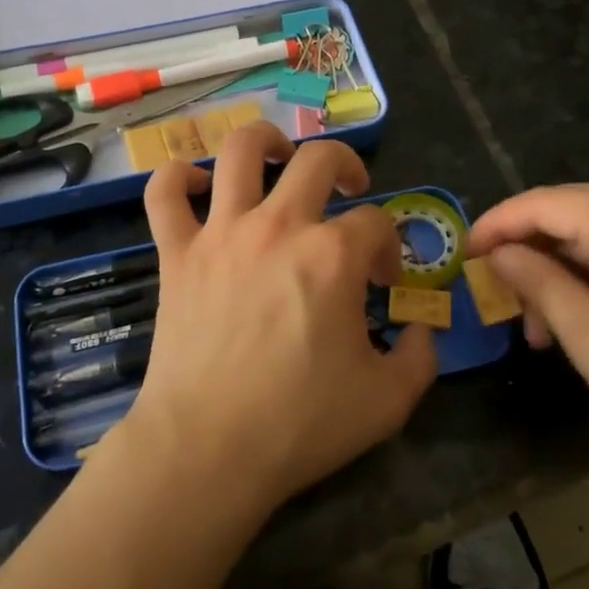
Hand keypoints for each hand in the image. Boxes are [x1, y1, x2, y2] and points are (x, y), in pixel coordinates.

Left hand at [120, 123, 437, 515]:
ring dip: (265, 141)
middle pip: (318, 159)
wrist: (208, 448)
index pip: (376, 223)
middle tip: (350, 191)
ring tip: (278, 156)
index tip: (383, 281)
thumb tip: (424, 332)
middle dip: (346, 166)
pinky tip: (197, 186)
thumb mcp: (387, 401)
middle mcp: (278, 226)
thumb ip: (421, 358)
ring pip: (240, 151)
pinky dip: (176, 177)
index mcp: (332, 255)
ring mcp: (221, 233)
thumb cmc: (300, 424)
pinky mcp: (177, 252)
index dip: (389, 247)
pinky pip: (164, 193)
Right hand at [468, 185, 588, 490]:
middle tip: (502, 302)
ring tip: (542, 328)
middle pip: (570, 213)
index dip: (496, 225)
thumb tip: (497, 254)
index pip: (542, 204)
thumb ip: (536, 282)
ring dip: (561, 270)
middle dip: (529, 254)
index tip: (462, 256)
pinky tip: (584, 314)